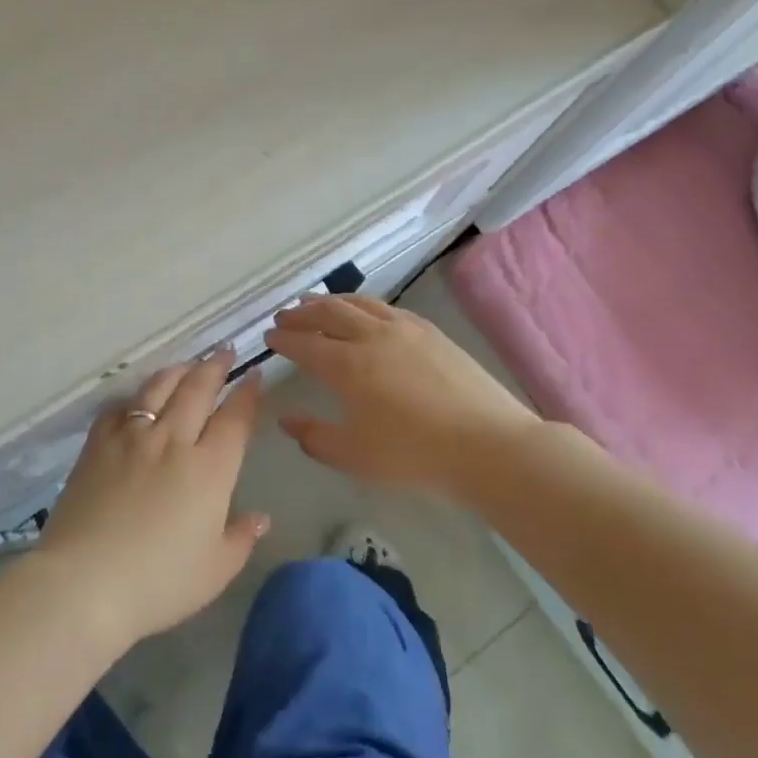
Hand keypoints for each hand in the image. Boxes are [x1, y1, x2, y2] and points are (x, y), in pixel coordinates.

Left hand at [33, 352, 268, 648]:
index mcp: (210, 469)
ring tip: (188, 364)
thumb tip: (260, 517)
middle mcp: (173, 440)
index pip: (235, 419)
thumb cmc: (159, 582)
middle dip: (215, 367)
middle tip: (225, 351)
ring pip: (159, 388)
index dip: (248, 394)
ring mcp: (132, 437)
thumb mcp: (214, 570)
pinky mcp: (97, 445)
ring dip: (178, 371)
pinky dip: (133, 398)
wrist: (85, 583)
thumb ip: (241, 539)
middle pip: (198, 389)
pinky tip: (137, 399)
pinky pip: (119, 408)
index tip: (254, 375)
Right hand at [265, 295, 541, 498]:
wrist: (488, 445)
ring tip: (316, 304)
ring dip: (331, 301)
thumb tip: (286, 420)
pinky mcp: (431, 331)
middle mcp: (371, 337)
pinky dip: (364, 305)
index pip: (305, 345)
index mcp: (347, 366)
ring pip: (358, 303)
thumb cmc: (415, 456)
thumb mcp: (354, 456)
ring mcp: (404, 329)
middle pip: (328, 313)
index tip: (269, 338)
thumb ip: (314, 437)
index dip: (284, 340)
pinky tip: (365, 313)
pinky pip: (387, 308)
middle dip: (301, 313)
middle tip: (285, 316)